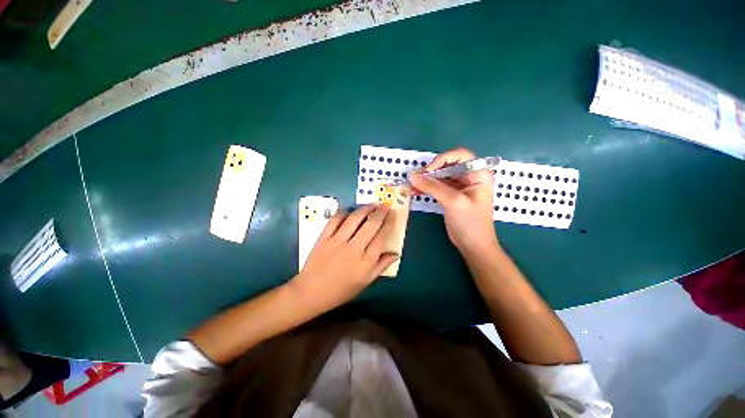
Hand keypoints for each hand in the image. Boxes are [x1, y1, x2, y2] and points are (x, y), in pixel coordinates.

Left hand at [289, 204, 398, 313]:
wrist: (311, 293)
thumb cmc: (341, 290)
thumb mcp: (365, 282)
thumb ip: (381, 266)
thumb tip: (395, 253)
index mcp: (366, 262)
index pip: (382, 237)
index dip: (389, 223)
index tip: (393, 214)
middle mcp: (354, 248)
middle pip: (371, 224)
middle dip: (380, 212)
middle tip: (385, 206)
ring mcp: (337, 241)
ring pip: (354, 219)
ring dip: (365, 209)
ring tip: (372, 204)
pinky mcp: (324, 237)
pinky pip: (335, 220)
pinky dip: (344, 213)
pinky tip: (350, 211)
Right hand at [410, 147, 498, 254]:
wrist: (473, 245)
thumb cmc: (470, 223)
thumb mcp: (453, 202)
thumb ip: (433, 187)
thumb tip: (413, 176)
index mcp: (478, 173)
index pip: (460, 155)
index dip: (442, 159)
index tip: (427, 171)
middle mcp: (470, 176)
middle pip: (448, 164)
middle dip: (431, 171)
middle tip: (416, 179)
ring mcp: (459, 186)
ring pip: (440, 176)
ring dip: (426, 180)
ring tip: (411, 185)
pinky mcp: (450, 194)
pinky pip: (437, 186)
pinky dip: (426, 187)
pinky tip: (415, 191)